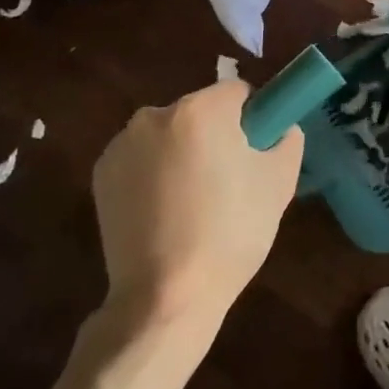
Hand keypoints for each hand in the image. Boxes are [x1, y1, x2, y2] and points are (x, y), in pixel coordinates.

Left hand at [90, 81, 304, 324]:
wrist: (165, 296)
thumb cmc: (231, 233)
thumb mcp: (279, 182)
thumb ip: (287, 139)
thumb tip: (280, 129)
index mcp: (200, 110)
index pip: (238, 92)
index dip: (254, 118)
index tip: (257, 152)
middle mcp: (154, 115)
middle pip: (201, 112)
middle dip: (216, 136)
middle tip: (230, 183)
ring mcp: (122, 145)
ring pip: (170, 136)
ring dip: (184, 154)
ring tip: (194, 205)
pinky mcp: (101, 175)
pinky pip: (142, 160)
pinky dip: (155, 175)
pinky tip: (165, 214)